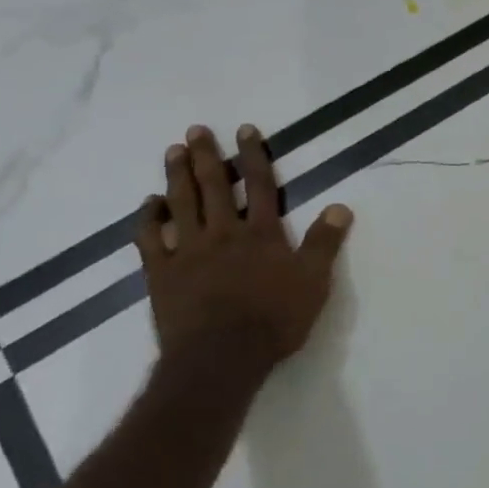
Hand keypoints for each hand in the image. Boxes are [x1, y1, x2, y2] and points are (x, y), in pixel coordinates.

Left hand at [135, 123, 351, 364]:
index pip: (259, 185)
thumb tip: (340, 206)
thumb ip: (325, 243)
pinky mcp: (161, 274)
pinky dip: (148, 218)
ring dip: (176, 176)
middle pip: (214, 186)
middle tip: (196, 131)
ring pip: (180, 204)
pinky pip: (149, 238)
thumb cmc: (274, 320)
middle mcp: (223, 233)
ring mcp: (187, 252)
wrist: (221, 357)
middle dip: (207, 156)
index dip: (254, 155)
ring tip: (173, 151)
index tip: (245, 130)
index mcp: (261, 234)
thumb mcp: (314, 282)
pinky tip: (149, 203)